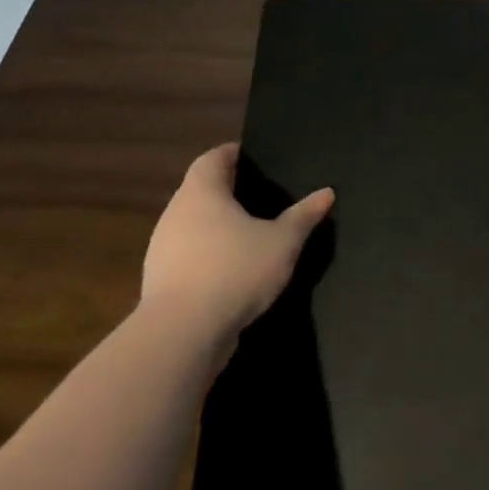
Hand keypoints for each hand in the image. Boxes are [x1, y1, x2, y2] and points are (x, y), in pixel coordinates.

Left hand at [139, 144, 332, 349]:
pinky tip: (235, 269)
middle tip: (263, 195)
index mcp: (201, 193)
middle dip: (229, 191)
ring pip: (193, 225)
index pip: (213, 158)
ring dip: (218, 226)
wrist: (182, 335)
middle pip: (201, 191)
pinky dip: (210, 255)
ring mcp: (162, 250)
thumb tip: (327, 192)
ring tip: (252, 232)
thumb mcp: (283, 241)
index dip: (233, 153)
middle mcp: (175, 215)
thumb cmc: (235, 270)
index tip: (256, 157)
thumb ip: (304, 215)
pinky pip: (190, 255)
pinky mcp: (161, 282)